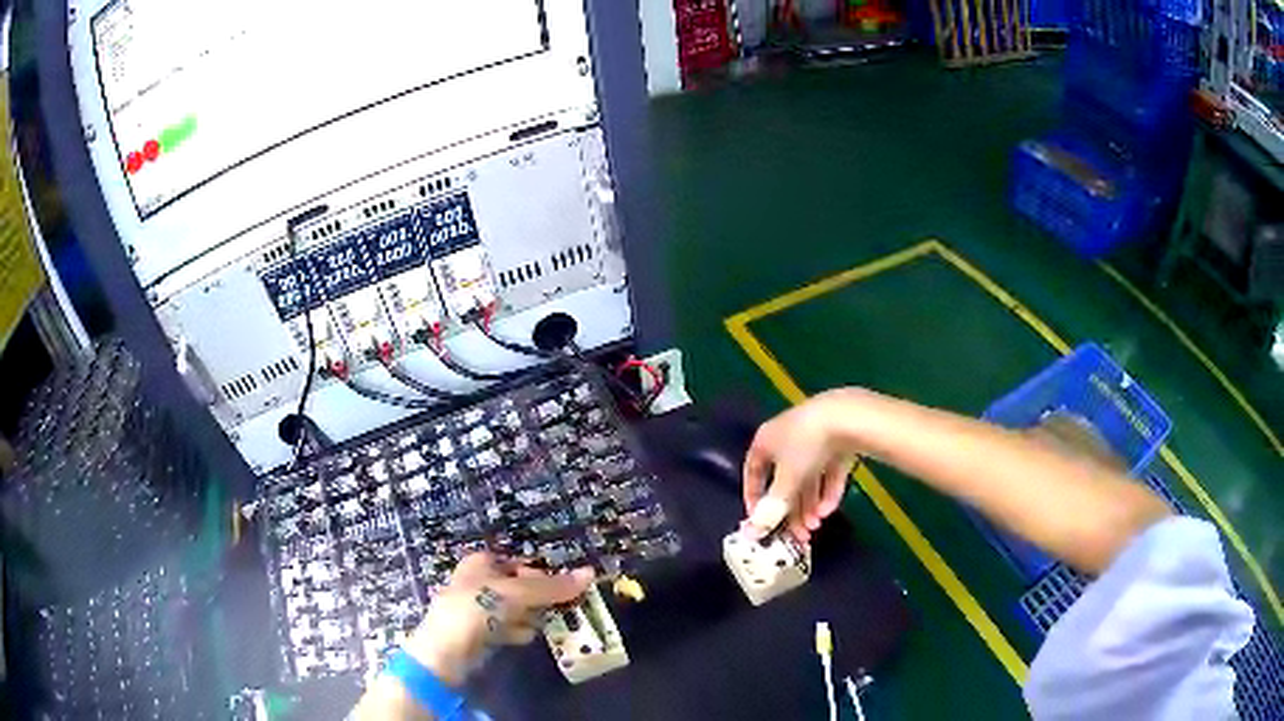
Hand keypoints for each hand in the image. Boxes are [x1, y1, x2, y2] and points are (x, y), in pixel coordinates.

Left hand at [403, 553, 593, 685]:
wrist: (446, 653)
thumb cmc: (475, 611)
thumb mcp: (517, 594)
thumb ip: (552, 587)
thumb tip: (590, 573)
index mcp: (480, 563)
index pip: (519, 563)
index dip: (540, 573)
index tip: (562, 589)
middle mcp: (478, 582)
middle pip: (519, 586)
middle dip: (539, 598)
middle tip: (560, 609)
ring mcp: (477, 609)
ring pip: (515, 609)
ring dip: (531, 617)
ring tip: (546, 624)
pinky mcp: (480, 633)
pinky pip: (507, 628)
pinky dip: (518, 632)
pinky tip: (525, 638)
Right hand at [743, 390, 861, 542]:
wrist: (847, 417)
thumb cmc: (806, 447)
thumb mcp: (786, 482)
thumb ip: (771, 509)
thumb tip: (751, 533)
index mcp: (766, 441)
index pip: (753, 472)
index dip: (754, 498)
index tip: (761, 521)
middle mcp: (787, 437)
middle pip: (785, 480)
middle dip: (791, 509)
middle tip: (799, 534)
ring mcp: (815, 438)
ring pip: (808, 478)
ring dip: (810, 504)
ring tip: (816, 525)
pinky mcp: (838, 439)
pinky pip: (828, 470)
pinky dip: (828, 490)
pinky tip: (829, 510)